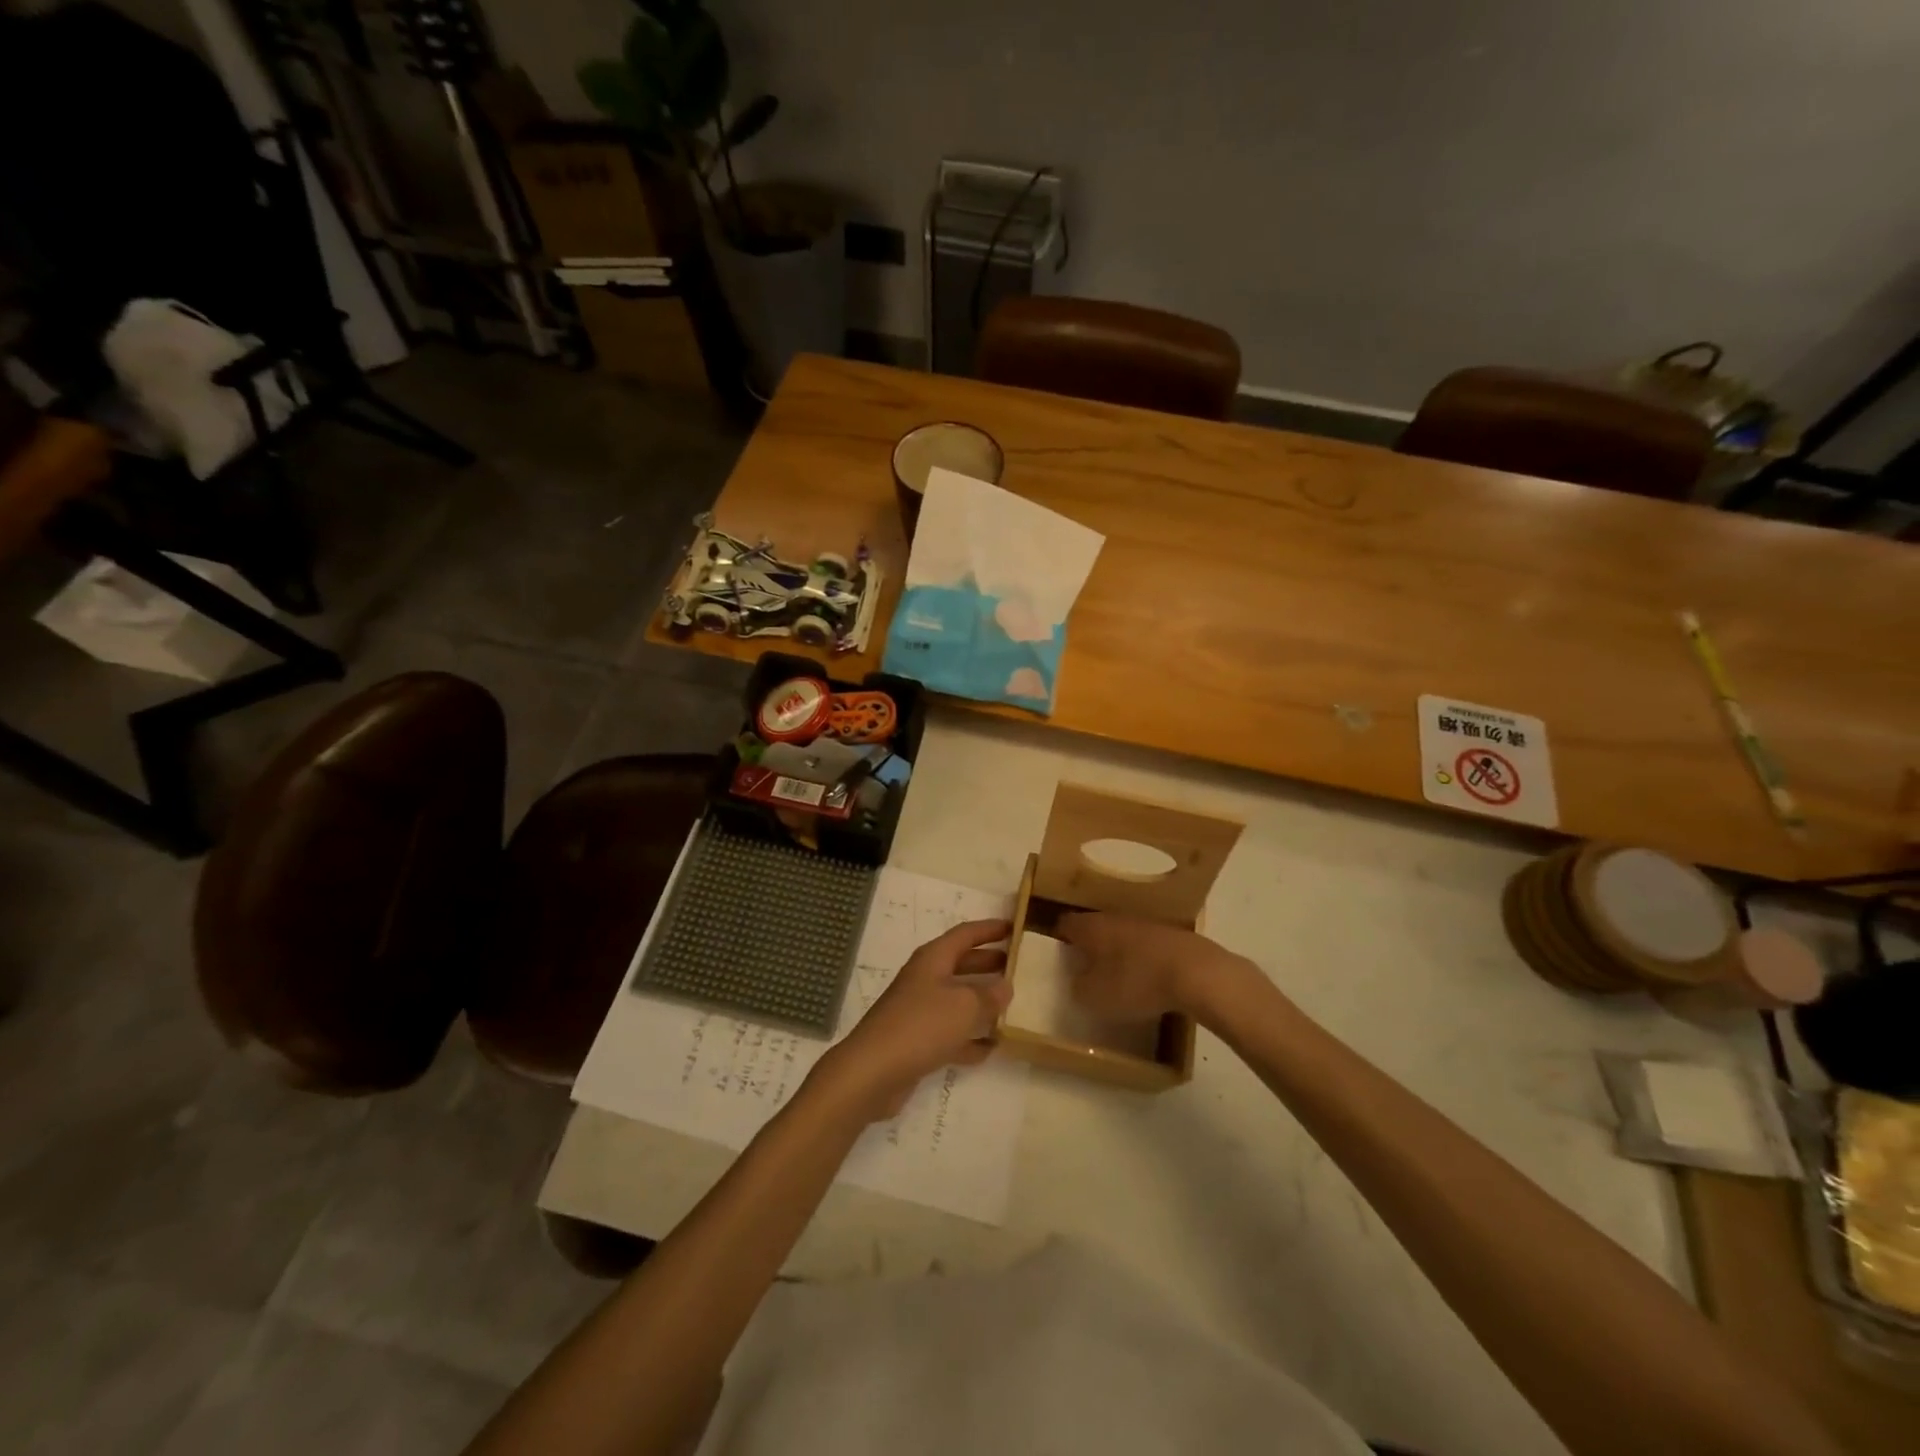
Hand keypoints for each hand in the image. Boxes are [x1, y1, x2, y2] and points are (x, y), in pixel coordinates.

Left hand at [814, 919, 1013, 1121]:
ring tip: (1014, 1006)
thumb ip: (990, 995)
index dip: (990, 929)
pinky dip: (971, 1039)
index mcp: (933, 959)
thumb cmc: (921, 1025)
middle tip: (1019, 966)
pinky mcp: (918, 1042)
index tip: (1015, 927)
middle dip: (989, 963)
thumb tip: (1006, 986)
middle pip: (962, 964)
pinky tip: (993, 1048)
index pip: (966, 934)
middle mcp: (926, 980)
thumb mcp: (964, 1006)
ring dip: (983, 1002)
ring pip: (958, 1000)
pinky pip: (952, 1034)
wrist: (873, 1072)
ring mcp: (920, 1011)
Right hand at [1056, 913, 1258, 1024]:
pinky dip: (1143, 959)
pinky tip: (1148, 979)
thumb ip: (1078, 987)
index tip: (1057, 958)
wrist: (1198, 974)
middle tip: (1085, 970)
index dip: (1058, 939)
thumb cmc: (1137, 982)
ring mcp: (1146, 924)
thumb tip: (1076, 980)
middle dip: (1089, 946)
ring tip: (1116, 977)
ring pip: (1122, 935)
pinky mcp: (1172, 936)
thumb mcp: (1095, 996)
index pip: (1065, 924)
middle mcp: (1115, 917)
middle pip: (1094, 928)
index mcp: (1091, 927)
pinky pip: (1147, 946)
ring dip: (1117, 952)